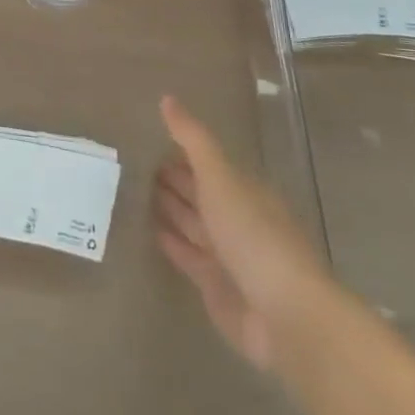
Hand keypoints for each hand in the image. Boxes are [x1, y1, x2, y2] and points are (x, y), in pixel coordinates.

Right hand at [154, 94, 330, 370]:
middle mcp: (236, 217)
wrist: (285, 316)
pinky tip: (146, 229)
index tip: (146, 136)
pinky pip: (186, 255)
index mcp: (244, 189)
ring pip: (190, 223)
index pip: (206, 163)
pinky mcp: (214, 285)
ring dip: (166, 208)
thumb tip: (167, 98)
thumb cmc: (254, 236)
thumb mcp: (221, 179)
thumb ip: (193, 141)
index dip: (179, 151)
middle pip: (198, 193)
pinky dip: (168, 241)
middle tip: (129, 162)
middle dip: (170, 178)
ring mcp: (226, 253)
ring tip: (128, 190)